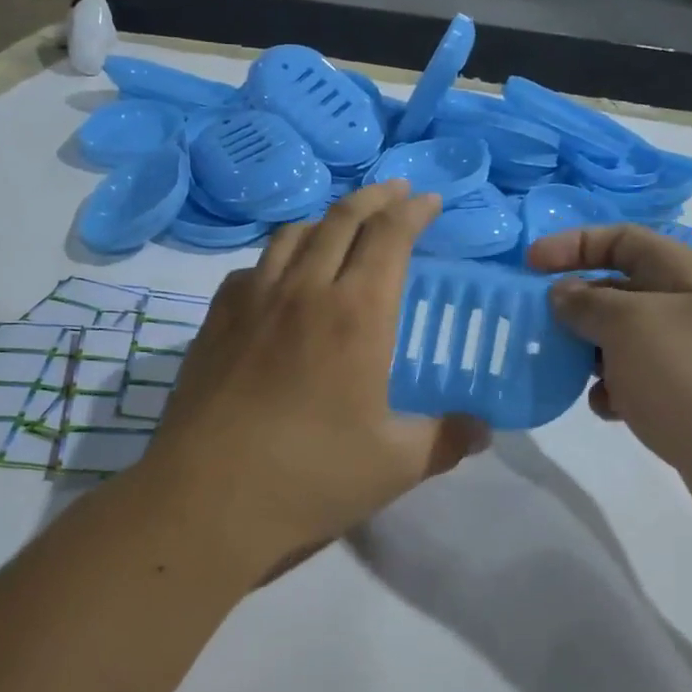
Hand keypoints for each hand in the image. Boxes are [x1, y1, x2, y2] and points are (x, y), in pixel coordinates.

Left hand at [138, 181, 489, 580]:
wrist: (208, 500)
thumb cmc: (311, 477)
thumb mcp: (395, 465)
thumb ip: (446, 440)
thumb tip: (483, 430)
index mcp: (357, 314)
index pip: (390, 237)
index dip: (414, 211)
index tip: (429, 200)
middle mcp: (305, 290)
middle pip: (342, 219)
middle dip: (375, 197)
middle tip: (396, 192)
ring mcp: (253, 300)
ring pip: (293, 234)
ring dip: (326, 218)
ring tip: (342, 223)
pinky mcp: (216, 320)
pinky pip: (254, 267)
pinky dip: (279, 256)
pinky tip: (281, 277)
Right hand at [528, 224, 691, 522]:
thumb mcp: (630, 326)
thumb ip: (587, 303)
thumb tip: (562, 293)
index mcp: (681, 273)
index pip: (620, 238)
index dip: (572, 244)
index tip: (528, 266)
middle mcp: (685, 306)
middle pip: (616, 288)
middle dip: (573, 303)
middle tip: (533, 324)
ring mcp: (687, 354)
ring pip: (620, 338)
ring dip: (586, 351)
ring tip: (561, 369)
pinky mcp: (684, 397)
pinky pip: (633, 380)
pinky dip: (611, 389)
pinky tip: (604, 408)